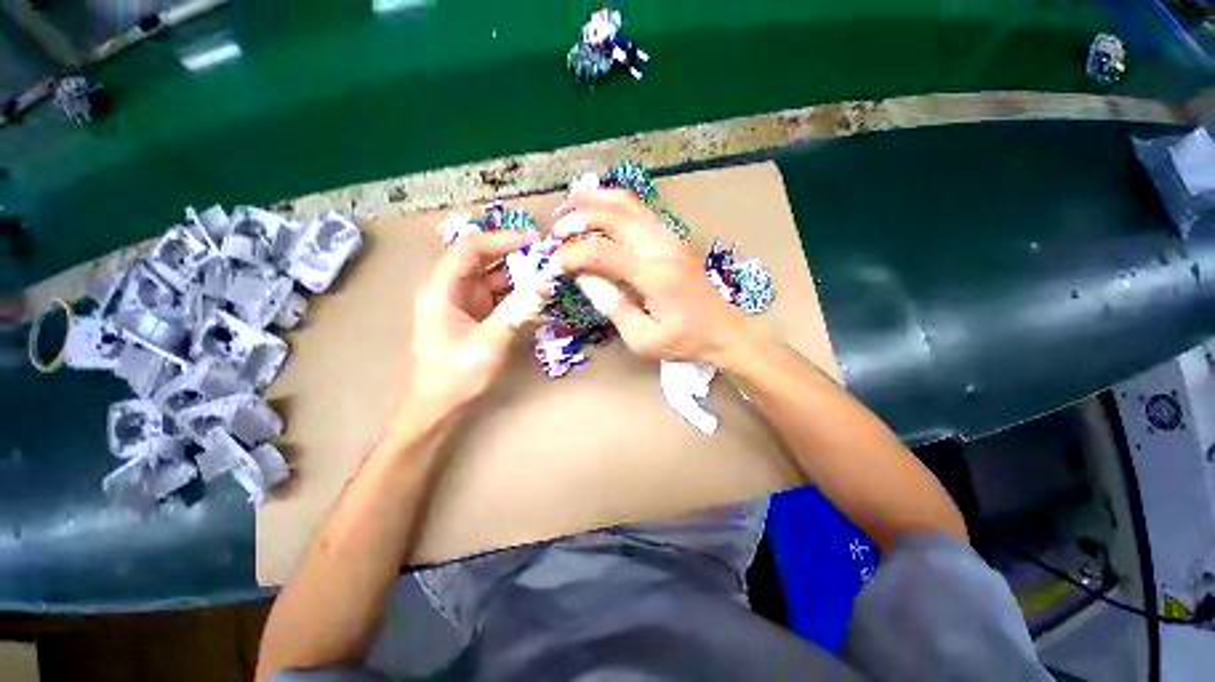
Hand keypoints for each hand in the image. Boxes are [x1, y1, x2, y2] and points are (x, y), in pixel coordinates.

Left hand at [409, 230, 538, 415]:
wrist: (440, 406)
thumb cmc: (456, 376)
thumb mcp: (489, 343)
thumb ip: (517, 312)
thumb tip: (546, 285)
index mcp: (443, 290)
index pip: (470, 249)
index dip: (502, 239)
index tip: (534, 241)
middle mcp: (452, 289)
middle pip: (484, 260)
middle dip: (515, 256)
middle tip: (548, 258)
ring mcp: (465, 302)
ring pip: (494, 277)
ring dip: (520, 275)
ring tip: (549, 275)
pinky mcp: (476, 314)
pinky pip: (499, 295)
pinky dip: (518, 293)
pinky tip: (538, 295)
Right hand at [554, 190, 746, 363]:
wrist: (724, 331)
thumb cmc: (685, 341)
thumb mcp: (643, 338)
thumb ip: (612, 306)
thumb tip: (585, 278)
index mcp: (654, 277)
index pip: (602, 252)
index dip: (571, 255)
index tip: (553, 265)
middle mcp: (662, 248)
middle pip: (614, 215)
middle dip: (578, 217)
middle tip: (556, 230)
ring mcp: (671, 238)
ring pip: (629, 203)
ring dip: (596, 200)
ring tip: (570, 205)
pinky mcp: (674, 238)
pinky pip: (641, 209)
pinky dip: (615, 203)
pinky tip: (599, 208)